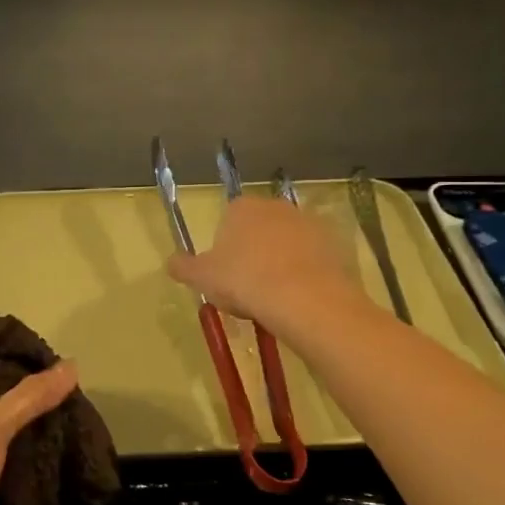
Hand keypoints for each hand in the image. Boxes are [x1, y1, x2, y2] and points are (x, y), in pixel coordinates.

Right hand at [165, 198, 360, 336]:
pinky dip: (307, 272)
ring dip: (282, 261)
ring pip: (288, 242)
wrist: (304, 298)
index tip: (226, 275)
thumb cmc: (245, 281)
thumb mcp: (202, 278)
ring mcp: (308, 222)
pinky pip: (314, 258)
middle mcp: (276, 206)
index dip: (226, 249)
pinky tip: (300, 297)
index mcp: (241, 208)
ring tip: (277, 297)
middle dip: (255, 252)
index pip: (228, 221)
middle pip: (260, 229)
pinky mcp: (334, 243)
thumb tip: (170, 262)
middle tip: (250, 287)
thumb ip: (184, 267)